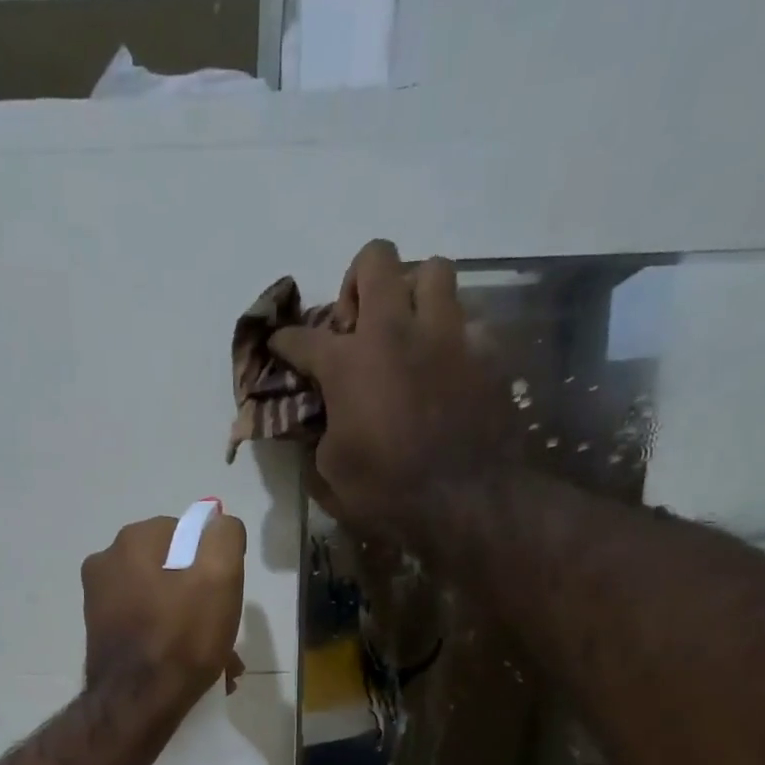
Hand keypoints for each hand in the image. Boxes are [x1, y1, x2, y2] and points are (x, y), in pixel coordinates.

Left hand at [81, 513, 246, 708]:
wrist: (137, 705)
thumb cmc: (182, 638)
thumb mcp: (220, 577)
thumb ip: (224, 537)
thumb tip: (218, 524)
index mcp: (132, 542)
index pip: (187, 534)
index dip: (213, 564)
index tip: (225, 597)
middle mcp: (106, 563)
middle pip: (174, 571)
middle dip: (204, 601)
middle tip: (226, 636)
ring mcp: (99, 601)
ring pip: (163, 603)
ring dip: (192, 627)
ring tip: (219, 663)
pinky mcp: (101, 634)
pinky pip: (147, 627)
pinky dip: (171, 642)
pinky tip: (193, 672)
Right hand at [271, 239, 512, 548]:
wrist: (468, 504)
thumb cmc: (387, 495)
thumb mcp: (330, 475)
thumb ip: (318, 435)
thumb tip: (319, 420)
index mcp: (348, 364)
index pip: (301, 337)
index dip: (284, 342)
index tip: (279, 346)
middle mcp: (396, 332)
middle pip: (376, 260)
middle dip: (358, 282)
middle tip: (356, 323)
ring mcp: (447, 336)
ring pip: (433, 272)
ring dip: (413, 293)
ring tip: (407, 331)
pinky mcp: (485, 352)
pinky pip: (466, 321)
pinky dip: (449, 336)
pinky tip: (443, 368)